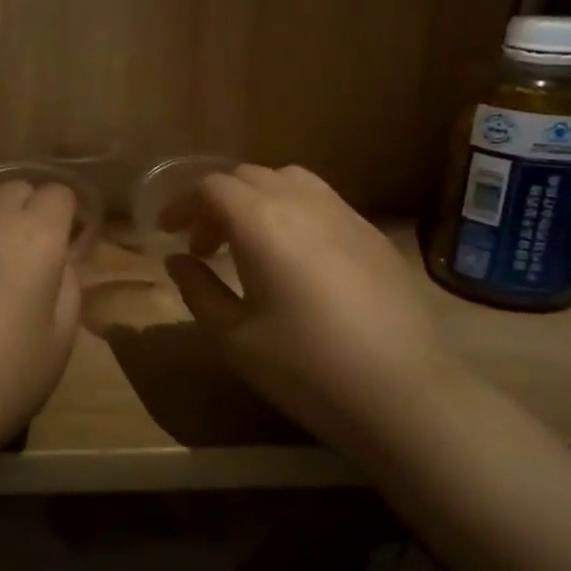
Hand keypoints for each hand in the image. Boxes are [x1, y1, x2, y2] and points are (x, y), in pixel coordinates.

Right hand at [165, 165, 453, 438]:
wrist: (404, 393)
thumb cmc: (306, 368)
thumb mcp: (234, 337)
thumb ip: (198, 290)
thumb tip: (178, 261)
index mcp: (261, 222)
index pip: (211, 188)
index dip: (182, 204)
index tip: (167, 232)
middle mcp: (302, 203)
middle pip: (247, 177)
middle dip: (215, 202)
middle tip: (202, 245)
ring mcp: (344, 214)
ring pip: (288, 180)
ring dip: (255, 199)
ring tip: (247, 242)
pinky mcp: (372, 234)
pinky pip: (321, 200)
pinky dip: (291, 210)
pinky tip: (293, 256)